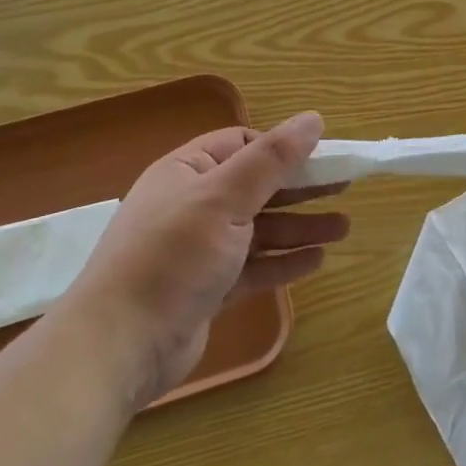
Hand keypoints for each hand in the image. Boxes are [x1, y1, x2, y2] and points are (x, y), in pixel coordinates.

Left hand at [70, 111, 348, 407]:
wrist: (119, 346)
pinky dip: (284, 263)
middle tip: (346, 187)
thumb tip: (313, 119)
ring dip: (300, 227)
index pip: (241, 144)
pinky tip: (316, 261)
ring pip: (260, 230)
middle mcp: (193, 206)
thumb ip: (271, 159)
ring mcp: (200, 250)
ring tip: (344, 228)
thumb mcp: (224, 198)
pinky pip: (254, 267)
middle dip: (301, 188)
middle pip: (257, 187)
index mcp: (187, 172)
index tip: (323, 156)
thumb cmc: (172, 257)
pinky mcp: (208, 289)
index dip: (282, 148)